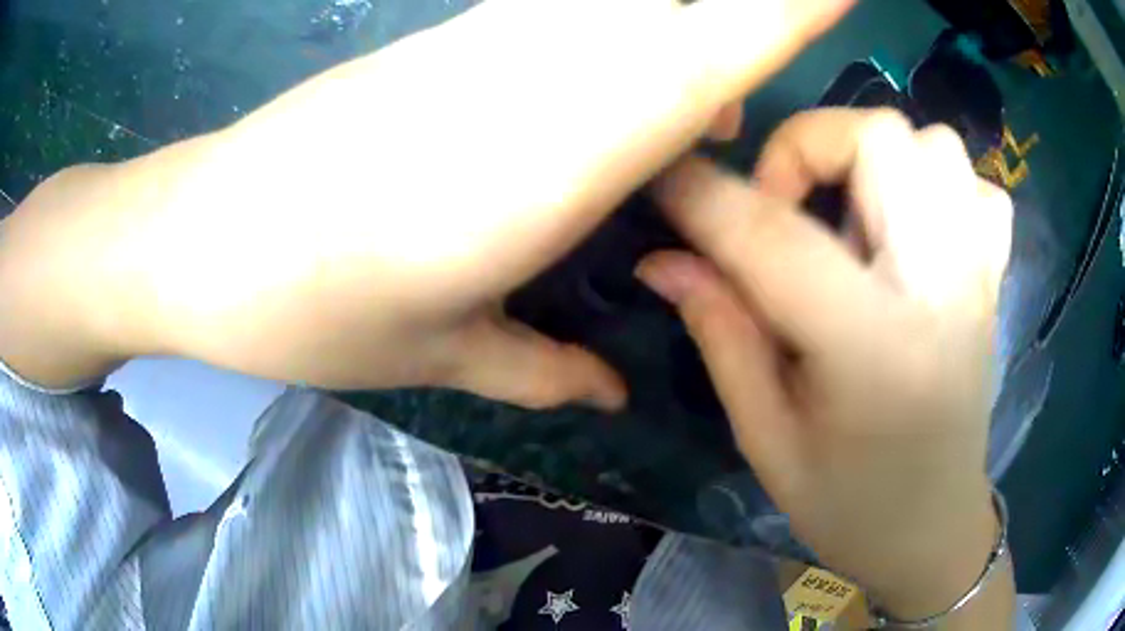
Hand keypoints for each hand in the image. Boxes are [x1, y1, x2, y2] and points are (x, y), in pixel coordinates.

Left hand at [0, 0, 854, 404]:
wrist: (229, 232)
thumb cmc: (328, 302)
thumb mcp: (440, 354)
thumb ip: (538, 369)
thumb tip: (604, 391)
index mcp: (571, 151)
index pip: (710, 56)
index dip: (786, 13)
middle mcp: (540, 65)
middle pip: (661, 14)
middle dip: (705, 52)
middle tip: (698, 125)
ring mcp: (480, 32)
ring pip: (604, 6)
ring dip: (646, 39)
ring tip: (621, 116)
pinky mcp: (437, 30)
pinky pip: (536, 10)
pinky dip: (574, 34)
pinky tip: (533, 94)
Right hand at [636, 109, 1013, 618]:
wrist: (933, 529)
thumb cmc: (848, 506)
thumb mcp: (767, 439)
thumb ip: (722, 334)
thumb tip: (663, 260)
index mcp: (876, 345)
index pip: (777, 238)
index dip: (707, 196)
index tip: (663, 176)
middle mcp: (942, 286)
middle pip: (878, 138)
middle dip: (806, 147)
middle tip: (781, 208)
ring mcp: (980, 273)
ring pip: (933, 143)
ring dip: (874, 156)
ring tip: (848, 212)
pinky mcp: (993, 276)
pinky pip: (973, 185)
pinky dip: (937, 181)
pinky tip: (912, 229)